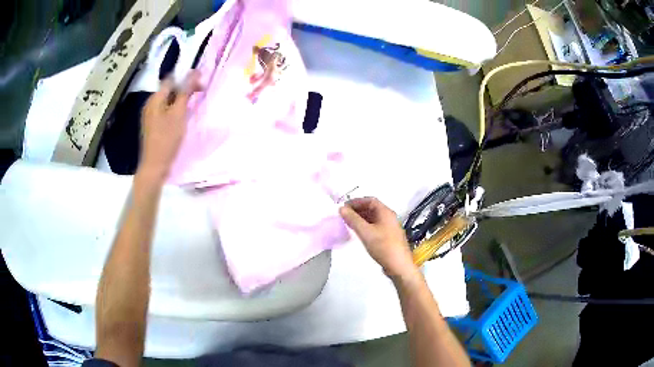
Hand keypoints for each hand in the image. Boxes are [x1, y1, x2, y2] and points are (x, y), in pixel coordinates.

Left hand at [139, 71, 201, 179]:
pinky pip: (165, 111)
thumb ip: (185, 92)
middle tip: (200, 94)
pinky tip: (182, 117)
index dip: (186, 78)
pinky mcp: (152, 125)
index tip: (201, 83)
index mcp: (155, 99)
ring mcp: (150, 115)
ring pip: (168, 101)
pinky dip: (175, 110)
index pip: (172, 79)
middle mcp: (150, 104)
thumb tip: (193, 72)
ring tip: (192, 105)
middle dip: (184, 89)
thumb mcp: (178, 113)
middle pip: (169, 89)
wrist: (155, 166)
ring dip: (180, 100)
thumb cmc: (167, 139)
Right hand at [339, 197, 416, 278]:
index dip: (356, 202)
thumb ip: (353, 219)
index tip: (344, 207)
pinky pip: (375, 227)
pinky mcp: (389, 237)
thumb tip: (341, 208)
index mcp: (386, 212)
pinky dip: (365, 226)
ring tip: (348, 224)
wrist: (398, 266)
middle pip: (372, 208)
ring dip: (361, 219)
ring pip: (373, 218)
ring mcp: (390, 227)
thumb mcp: (365, 232)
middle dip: (357, 210)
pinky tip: (359, 233)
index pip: (370, 200)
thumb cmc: (383, 246)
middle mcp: (389, 217)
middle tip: (344, 216)